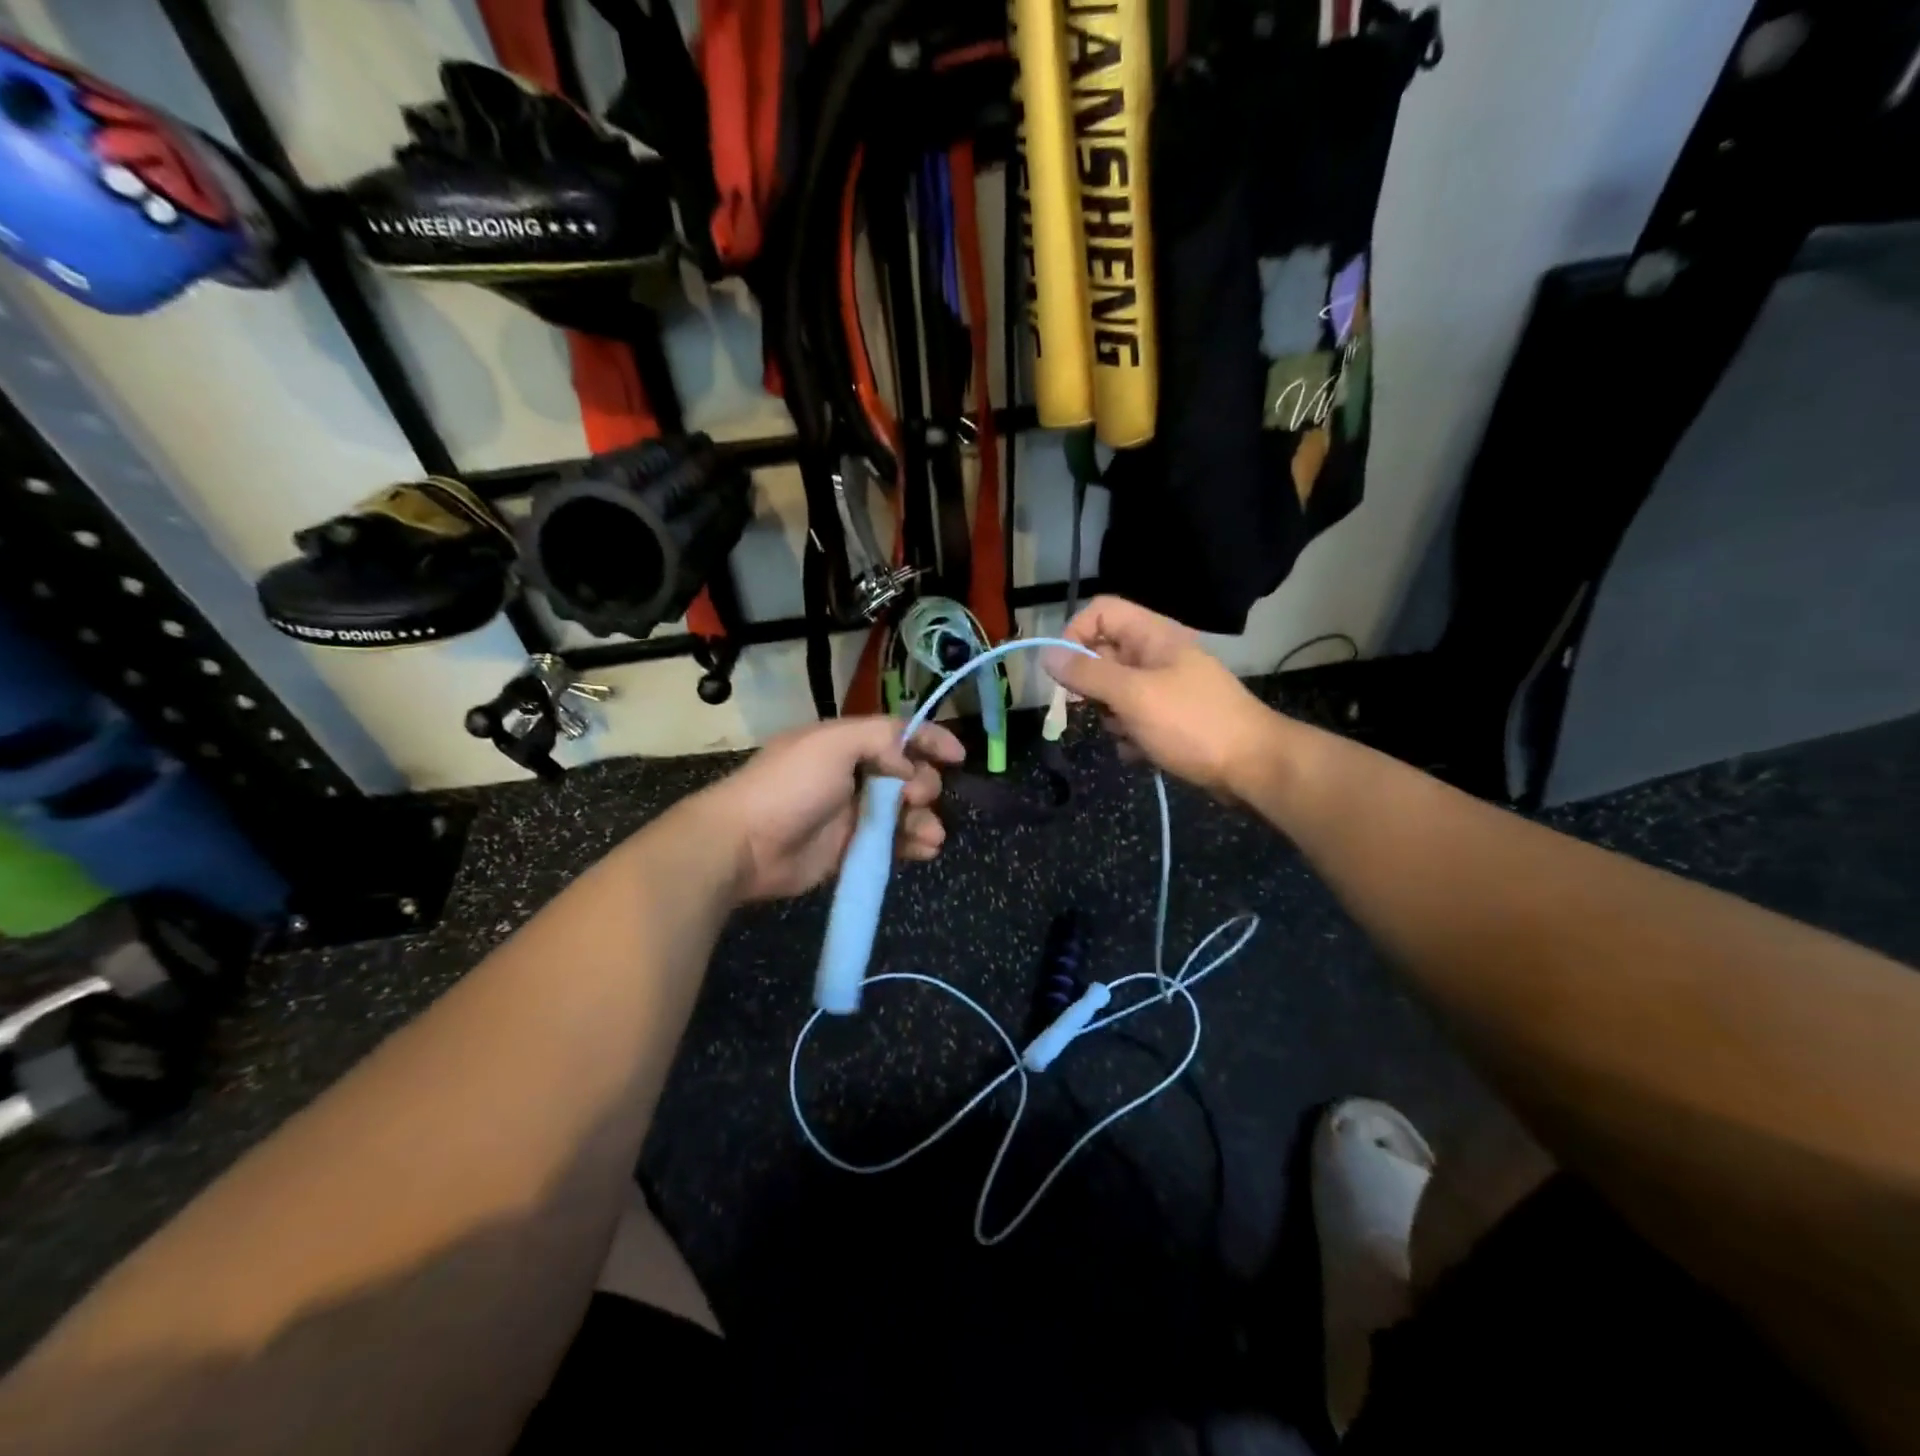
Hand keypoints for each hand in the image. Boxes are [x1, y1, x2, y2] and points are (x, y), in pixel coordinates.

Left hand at [689, 717, 964, 901]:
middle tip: (917, 798)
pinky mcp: (849, 849)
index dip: (929, 739)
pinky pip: (891, 844)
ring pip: (903, 813)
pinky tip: (925, 850)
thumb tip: (909, 762)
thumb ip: (880, 738)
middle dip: (923, 785)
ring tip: (930, 836)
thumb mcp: (833, 743)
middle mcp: (851, 774)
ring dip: (924, 820)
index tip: (959, 756)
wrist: (744, 845)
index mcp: (845, 742)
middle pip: (906, 775)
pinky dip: (912, 845)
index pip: (897, 734)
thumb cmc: (789, 786)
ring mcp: (851, 814)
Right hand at [1044, 596, 1277, 797]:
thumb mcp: (1133, 695)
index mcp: (1153, 636)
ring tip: (1130, 735)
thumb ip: (1087, 674)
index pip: (1101, 612)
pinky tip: (1142, 754)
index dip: (1075, 635)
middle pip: (1103, 656)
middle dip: (1092, 688)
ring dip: (1112, 719)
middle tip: (1098, 710)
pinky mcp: (1170, 720)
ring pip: (1114, 694)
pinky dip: (1130, 738)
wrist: (1254, 767)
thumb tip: (1046, 654)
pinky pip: (1133, 721)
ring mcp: (1165, 689)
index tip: (1063, 672)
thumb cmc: (1192, 723)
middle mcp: (1157, 656)